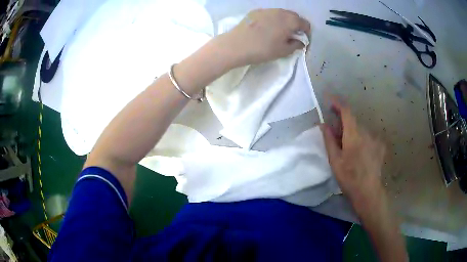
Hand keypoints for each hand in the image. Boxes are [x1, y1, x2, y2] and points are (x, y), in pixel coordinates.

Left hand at [213, 9, 310, 67]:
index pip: (305, 23)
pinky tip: (267, 28)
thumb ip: (296, 45)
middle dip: (297, 25)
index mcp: (290, 21)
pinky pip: (270, 13)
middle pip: (294, 16)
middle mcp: (280, 12)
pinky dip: (274, 19)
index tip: (303, 40)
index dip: (307, 32)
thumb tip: (300, 42)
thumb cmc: (263, 49)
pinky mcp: (256, 11)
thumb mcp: (283, 51)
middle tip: (292, 36)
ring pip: (282, 13)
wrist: (236, 45)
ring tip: (280, 32)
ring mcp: (267, 10)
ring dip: (285, 21)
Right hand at [321, 97, 385, 206]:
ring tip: (348, 148)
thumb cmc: (349, 177)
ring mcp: (375, 138)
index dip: (337, 102)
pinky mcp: (380, 145)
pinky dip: (362, 139)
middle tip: (335, 134)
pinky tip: (360, 153)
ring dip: (352, 133)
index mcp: (354, 134)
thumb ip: (329, 139)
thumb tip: (323, 124)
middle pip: (353, 121)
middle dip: (343, 123)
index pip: (346, 111)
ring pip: (361, 129)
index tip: (329, 99)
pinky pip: (368, 137)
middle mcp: (366, 132)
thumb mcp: (335, 160)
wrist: (368, 192)